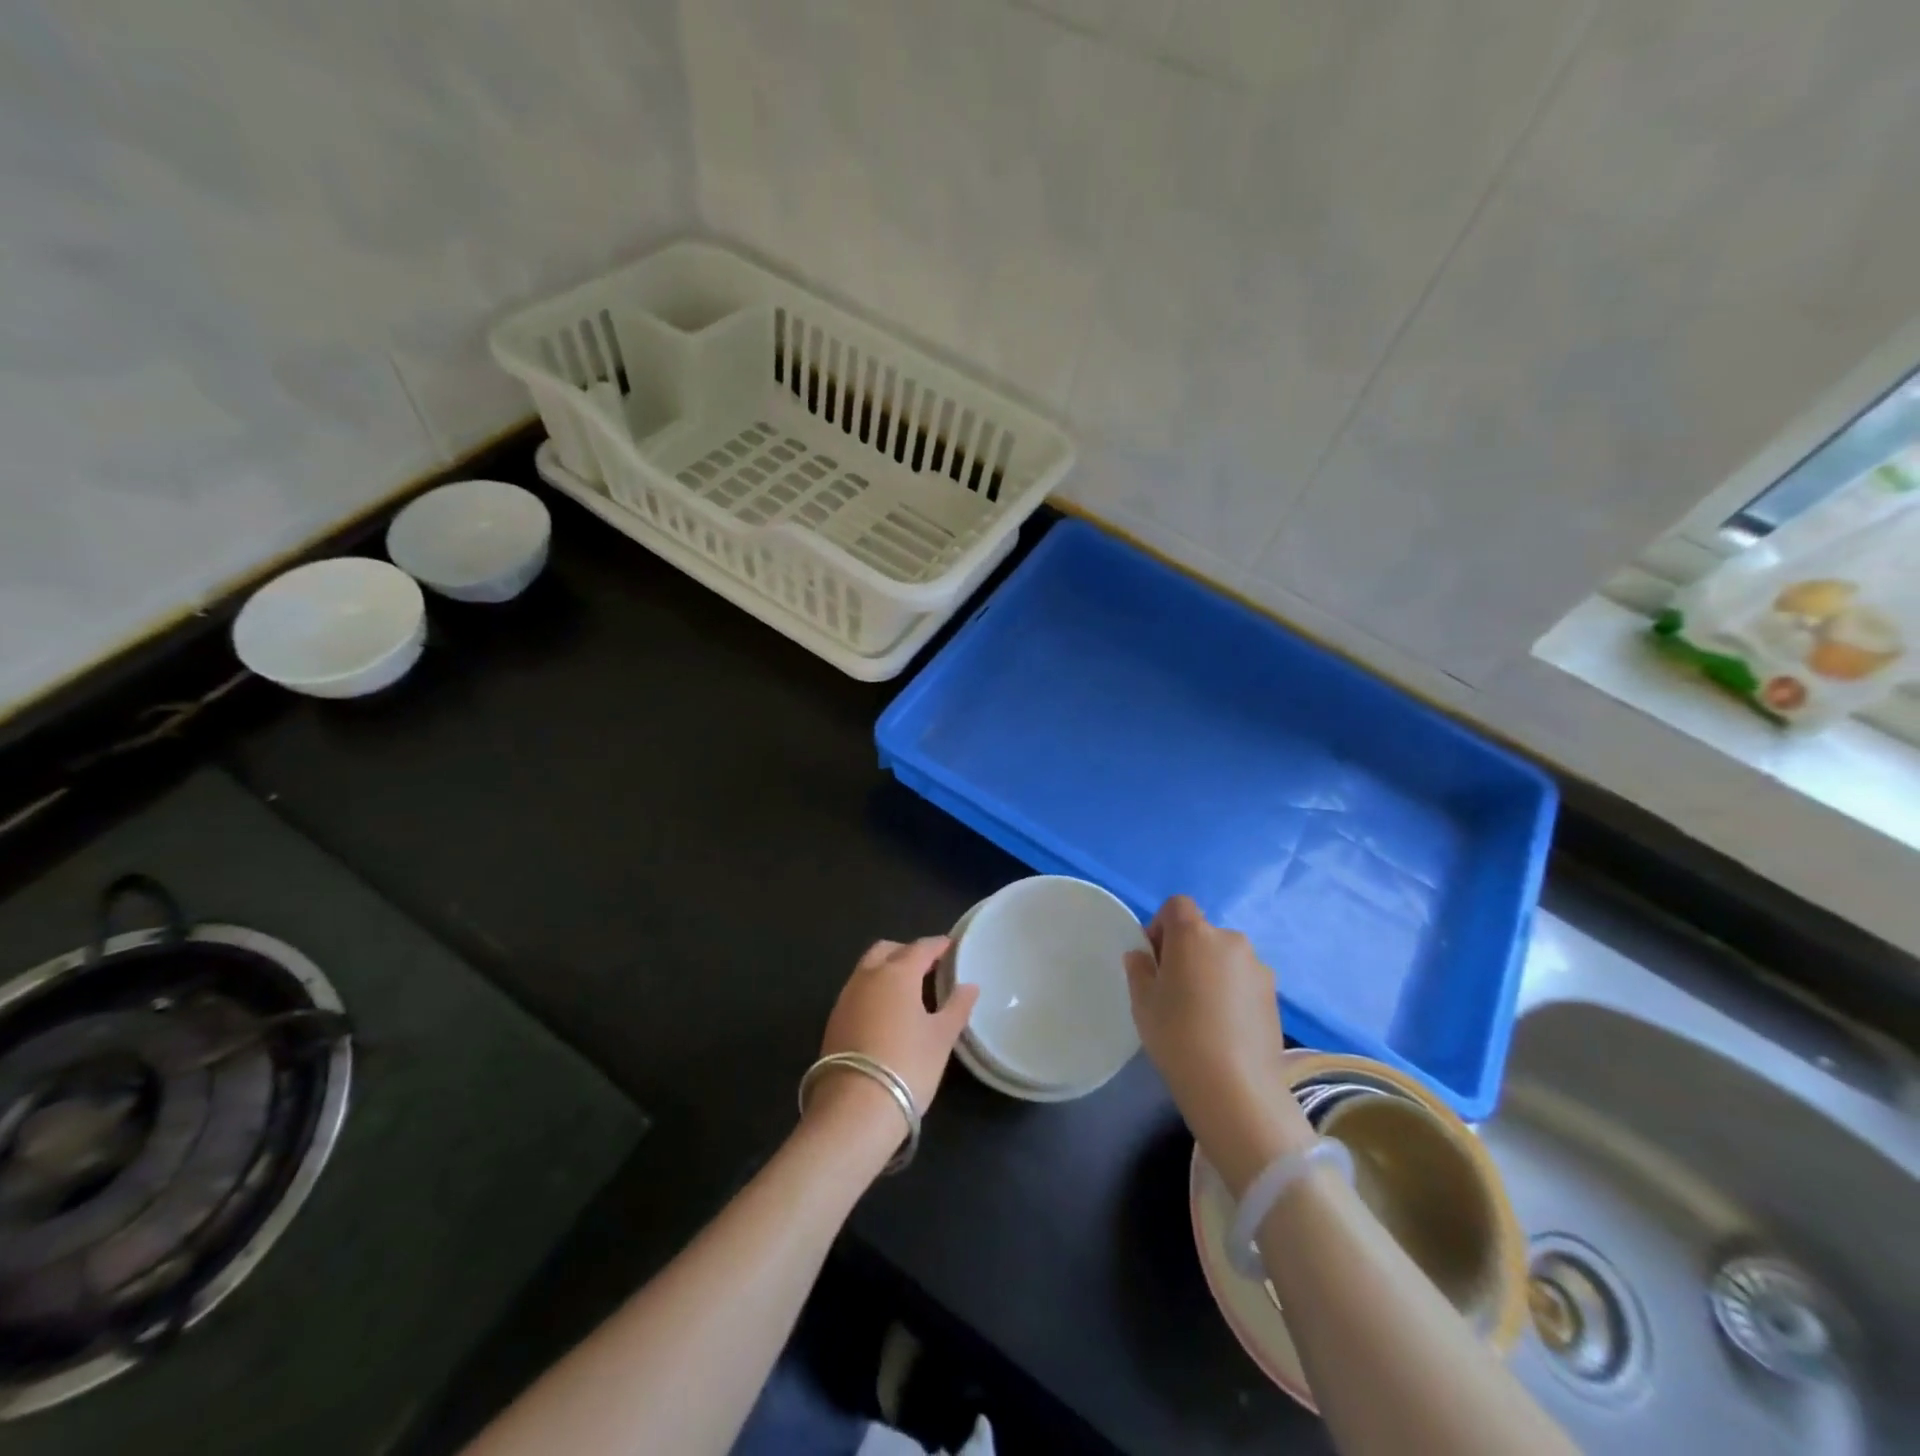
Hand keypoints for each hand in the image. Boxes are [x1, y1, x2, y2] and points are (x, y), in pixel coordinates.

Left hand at [812, 937, 978, 1134]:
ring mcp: (846, 997)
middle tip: (928, 966)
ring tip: (909, 990)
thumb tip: (969, 986)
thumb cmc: (908, 1065)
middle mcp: (867, 976)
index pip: (920, 948)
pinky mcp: (834, 1020)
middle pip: (888, 950)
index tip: (951, 946)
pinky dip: (874, 990)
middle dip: (907, 951)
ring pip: (868, 968)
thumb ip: (957, 1007)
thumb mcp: (941, 1037)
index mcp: (897, 973)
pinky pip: (858, 991)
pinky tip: (887, 1012)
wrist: (855, 1108)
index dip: (938, 945)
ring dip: (887, 969)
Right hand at [1125, 895, 1313, 1195]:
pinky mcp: (1275, 996)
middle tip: (1174, 988)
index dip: (1161, 925)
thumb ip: (1139, 969)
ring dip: (1211, 971)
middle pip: (1202, 933)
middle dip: (1186, 951)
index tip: (1154, 958)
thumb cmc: (1177, 1035)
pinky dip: (1232, 992)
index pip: (1177, 906)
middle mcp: (1230, 941)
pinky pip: (1244, 981)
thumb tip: (1142, 956)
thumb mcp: (1142, 1001)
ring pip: (1225, 958)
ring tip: (1201, 1012)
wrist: (1235, 1088)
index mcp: (1194, 934)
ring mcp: (1258, 968)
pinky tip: (1223, 1027)